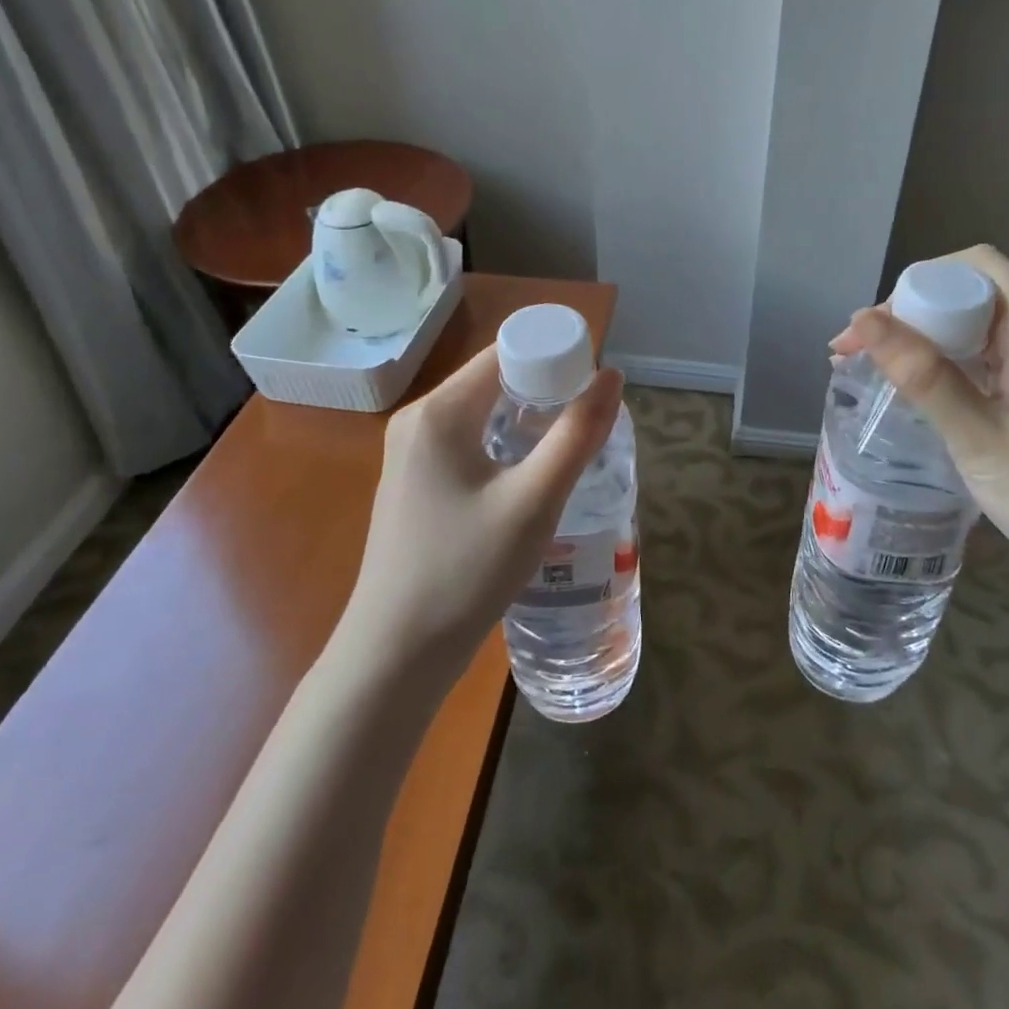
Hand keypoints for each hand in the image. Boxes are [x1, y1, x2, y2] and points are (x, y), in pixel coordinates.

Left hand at [344, 345, 624, 673]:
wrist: (396, 654)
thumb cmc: (465, 572)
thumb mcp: (533, 502)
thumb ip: (577, 435)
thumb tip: (612, 376)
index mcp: (439, 412)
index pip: (505, 353)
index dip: (554, 357)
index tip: (594, 385)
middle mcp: (418, 420)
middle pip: (493, 380)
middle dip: (545, 389)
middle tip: (590, 419)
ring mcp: (410, 453)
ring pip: (481, 412)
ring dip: (527, 418)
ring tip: (570, 444)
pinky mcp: (414, 482)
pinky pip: (467, 441)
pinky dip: (503, 443)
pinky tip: (530, 473)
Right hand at [832, 245, 1008, 618]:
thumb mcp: (978, 437)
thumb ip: (921, 374)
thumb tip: (861, 319)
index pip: (976, 267)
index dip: (918, 282)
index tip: (874, 326)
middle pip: (974, 295)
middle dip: (911, 315)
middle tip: (855, 355)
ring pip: (981, 328)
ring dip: (926, 342)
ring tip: (872, 371)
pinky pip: (994, 359)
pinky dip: (951, 366)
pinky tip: (919, 391)